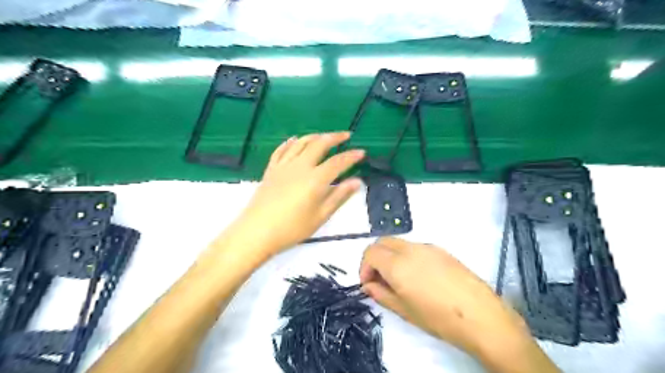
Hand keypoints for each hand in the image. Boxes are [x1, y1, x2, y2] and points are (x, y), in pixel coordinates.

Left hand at [227, 133, 363, 257]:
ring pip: (300, 143)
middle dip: (335, 137)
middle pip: (319, 144)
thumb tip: (357, 182)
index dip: (351, 156)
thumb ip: (339, 196)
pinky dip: (290, 143)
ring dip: (315, 136)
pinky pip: (281, 150)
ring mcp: (284, 166)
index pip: (338, 162)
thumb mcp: (320, 216)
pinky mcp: (271, 169)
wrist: (257, 232)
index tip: (362, 152)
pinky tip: (294, 140)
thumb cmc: (292, 228)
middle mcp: (300, 166)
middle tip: (346, 135)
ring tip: (324, 136)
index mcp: (315, 179)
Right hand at [361, 239, 541, 364]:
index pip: (370, 252)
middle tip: (379, 279)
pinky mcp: (441, 250)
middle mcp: (410, 249)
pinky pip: (415, 247)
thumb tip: (368, 285)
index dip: (364, 267)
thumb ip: (381, 294)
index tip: (368, 283)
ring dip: (391, 256)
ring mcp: (427, 246)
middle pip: (382, 242)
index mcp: (398, 264)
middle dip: (375, 257)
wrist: (481, 316)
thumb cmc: (438, 318)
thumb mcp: (404, 310)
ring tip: (399, 279)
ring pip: (399, 243)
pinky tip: (418, 276)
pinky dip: (406, 256)